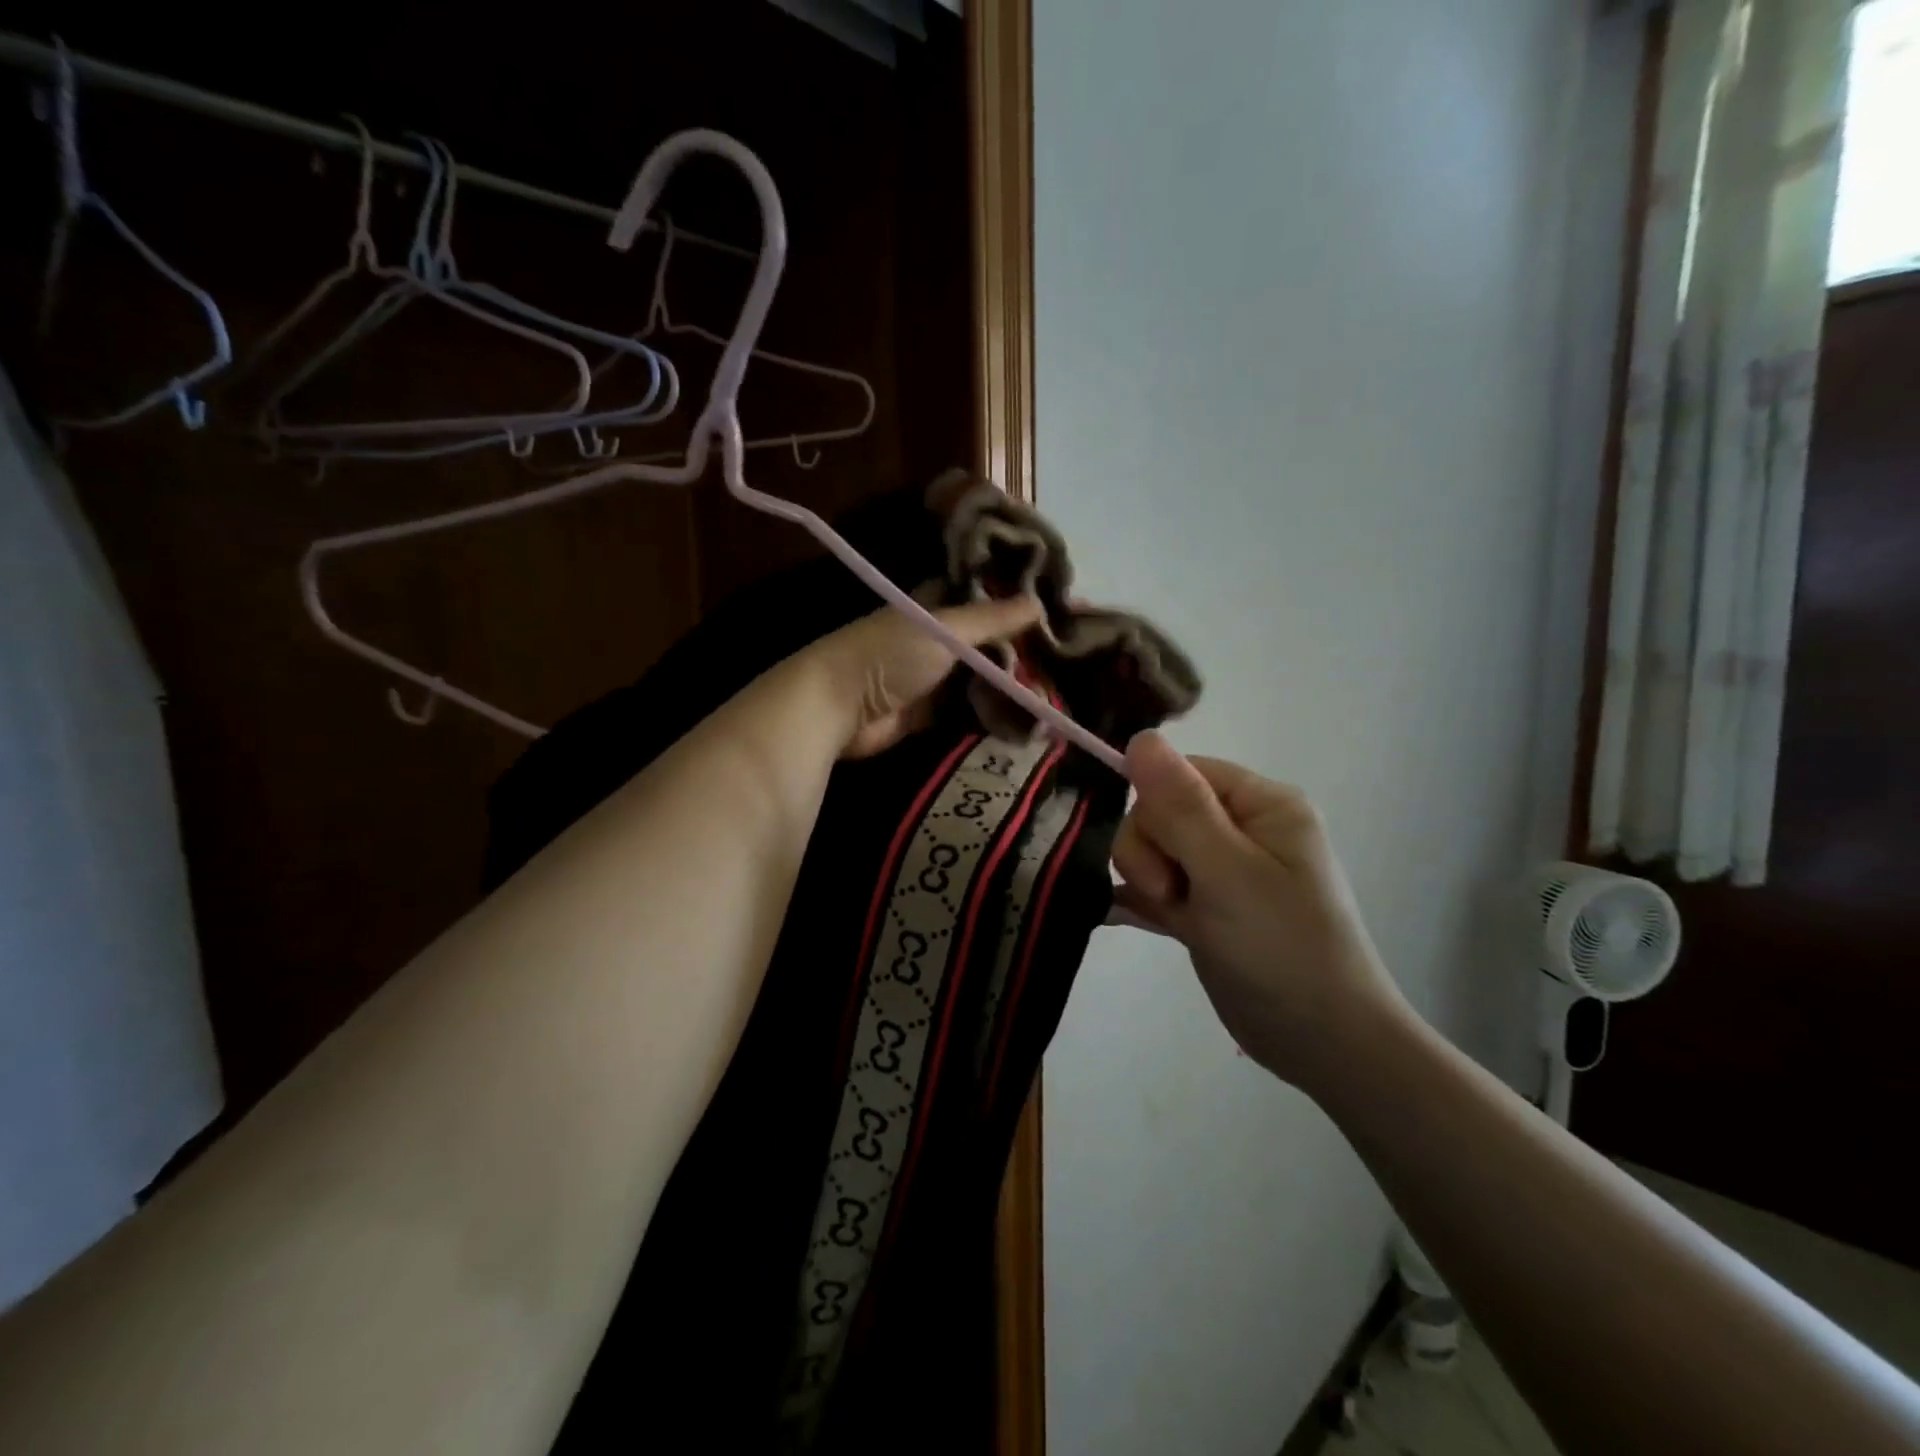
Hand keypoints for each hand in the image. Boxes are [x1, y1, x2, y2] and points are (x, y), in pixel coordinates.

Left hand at [807, 595, 1043, 758]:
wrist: (838, 707)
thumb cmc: (889, 653)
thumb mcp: (945, 629)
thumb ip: (991, 618)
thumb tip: (1040, 604)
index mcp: (936, 605)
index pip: (983, 595)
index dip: (1015, 599)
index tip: (1057, 606)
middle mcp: (937, 638)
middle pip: (988, 641)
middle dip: (1021, 648)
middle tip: (1068, 656)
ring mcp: (934, 677)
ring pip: (983, 677)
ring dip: (1011, 685)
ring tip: (1058, 688)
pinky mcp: (931, 714)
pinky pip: (971, 710)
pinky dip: (994, 714)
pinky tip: (1029, 718)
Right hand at [1110, 733, 1408, 1090]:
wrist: (1323, 1045)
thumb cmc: (1281, 948)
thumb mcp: (1227, 871)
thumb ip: (1180, 805)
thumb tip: (1141, 737)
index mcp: (1261, 804)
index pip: (1181, 773)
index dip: (1156, 808)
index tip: (1165, 861)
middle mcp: (1242, 829)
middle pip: (1160, 811)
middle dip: (1151, 853)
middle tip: (1173, 895)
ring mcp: (1222, 870)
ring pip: (1152, 849)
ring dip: (1147, 880)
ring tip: (1174, 916)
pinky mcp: (1206, 908)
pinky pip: (1156, 886)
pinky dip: (1140, 901)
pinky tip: (1123, 916)